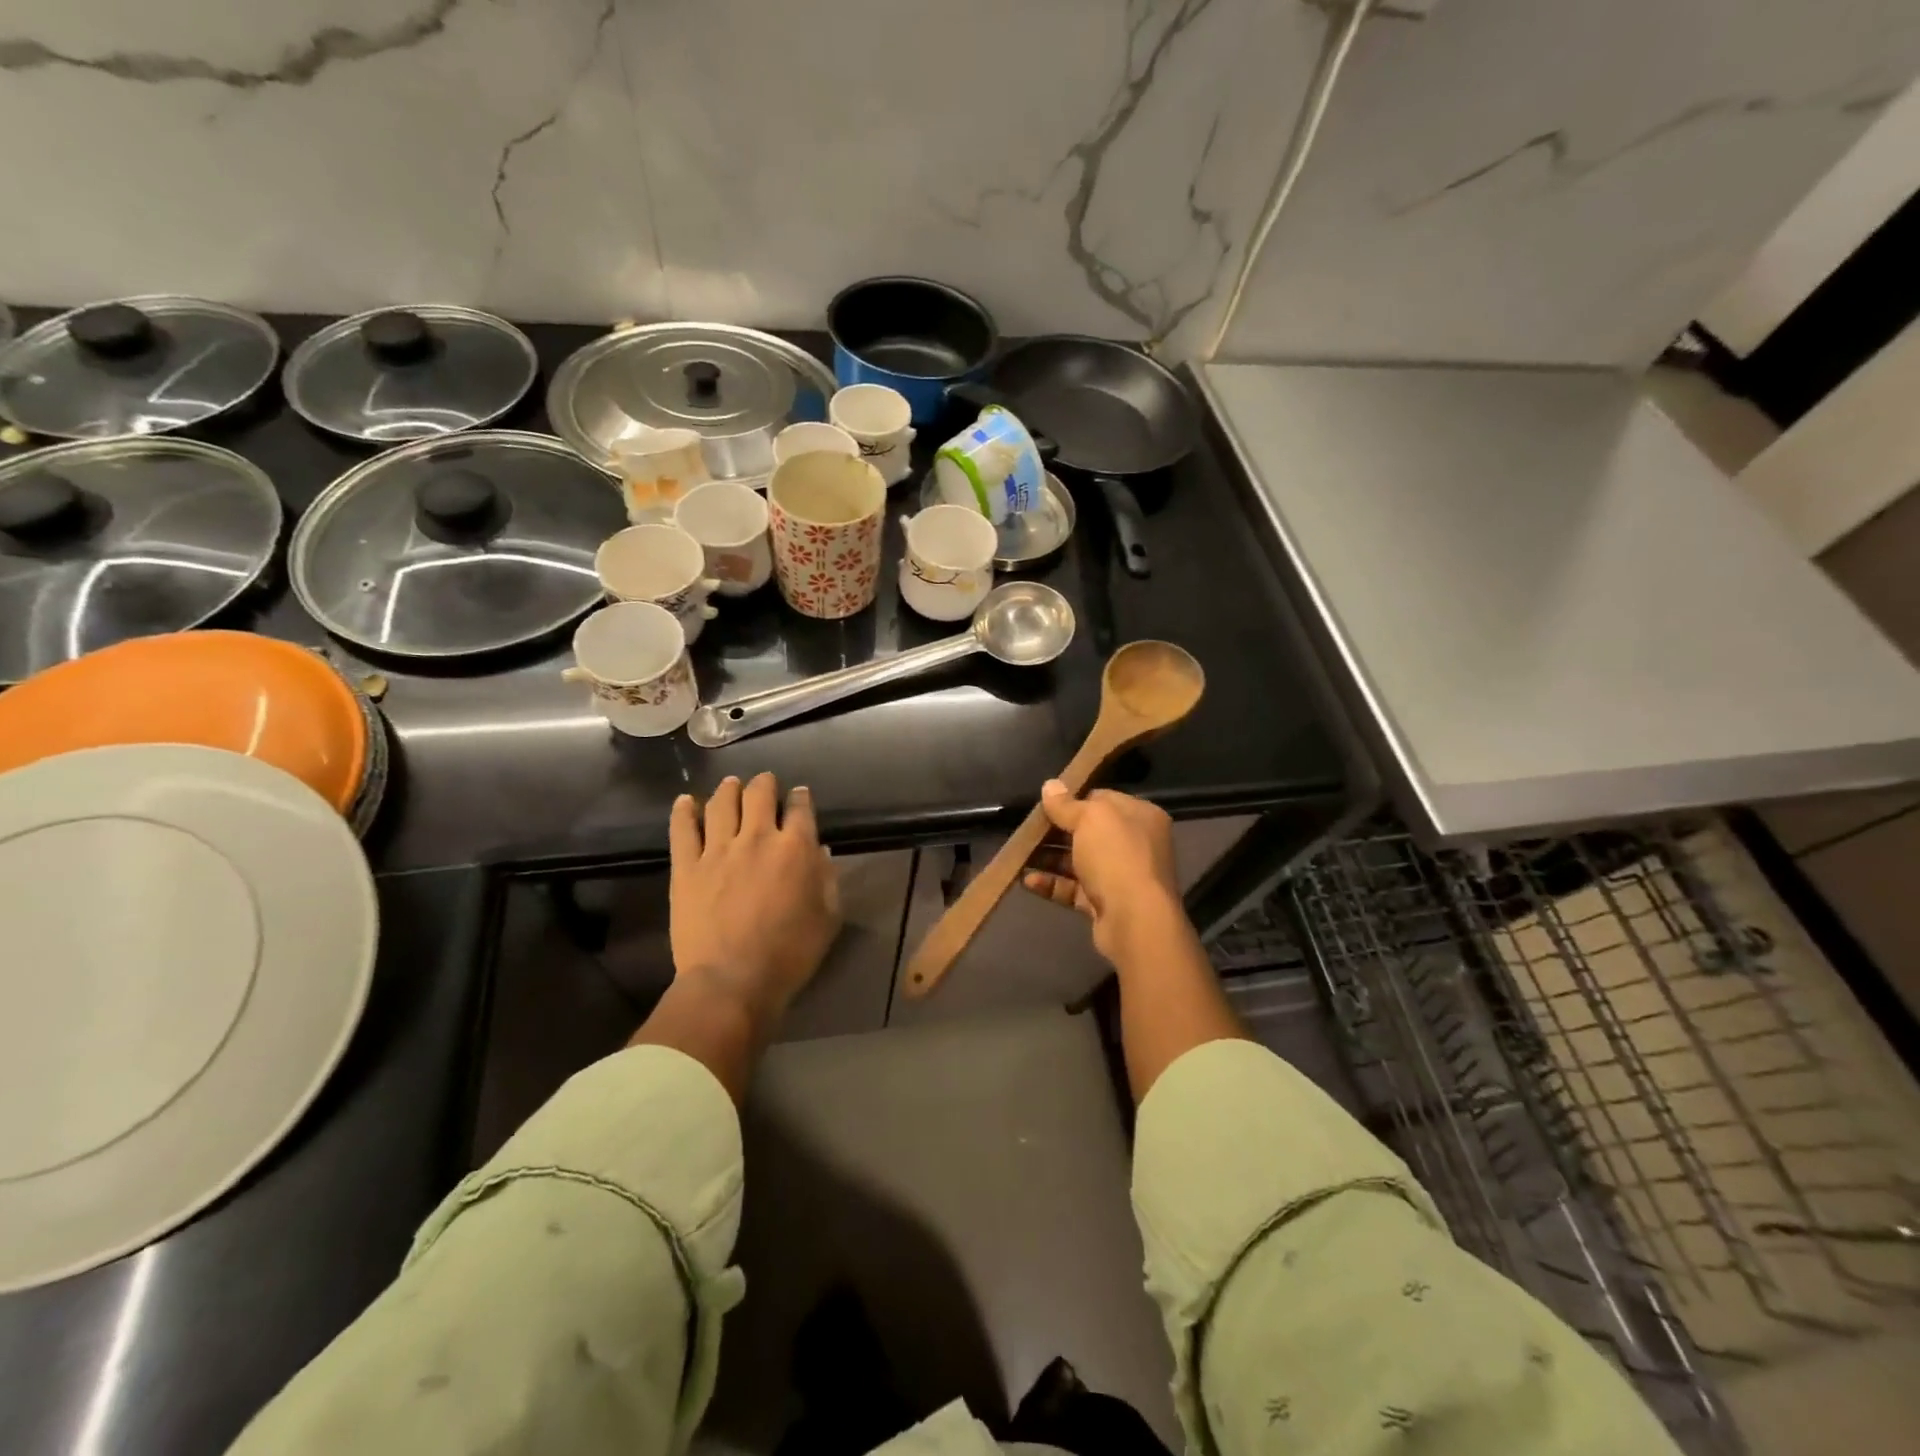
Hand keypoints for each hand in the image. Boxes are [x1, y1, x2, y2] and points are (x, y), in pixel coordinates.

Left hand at [669, 773, 840, 1025]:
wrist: (732, 981)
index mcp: (796, 849)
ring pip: (722, 803)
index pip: (800, 808)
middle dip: (764, 784)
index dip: (801, 797)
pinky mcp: (686, 866)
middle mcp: (758, 838)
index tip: (799, 796)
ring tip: (730, 785)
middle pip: (759, 793)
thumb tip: (820, 852)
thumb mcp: (828, 919)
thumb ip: (827, 879)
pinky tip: (686, 801)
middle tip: (765, 784)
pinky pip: (683, 829)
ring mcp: (718, 850)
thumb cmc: (789, 954)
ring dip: (729, 789)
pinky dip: (684, 811)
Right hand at [1021, 780, 1183, 962]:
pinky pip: (1073, 889)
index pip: (1103, 800)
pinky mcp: (1105, 904)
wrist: (1134, 920)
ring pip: (1078, 862)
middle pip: (1088, 832)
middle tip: (1026, 829)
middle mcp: (1134, 845)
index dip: (1073, 800)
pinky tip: (1027, 880)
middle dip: (1055, 831)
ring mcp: (1120, 876)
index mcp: (1139, 817)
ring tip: (1019, 854)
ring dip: (1048, 858)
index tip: (1045, 803)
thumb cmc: (1116, 857)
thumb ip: (1066, 804)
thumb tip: (1050, 785)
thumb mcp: (1090, 819)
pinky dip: (1052, 884)